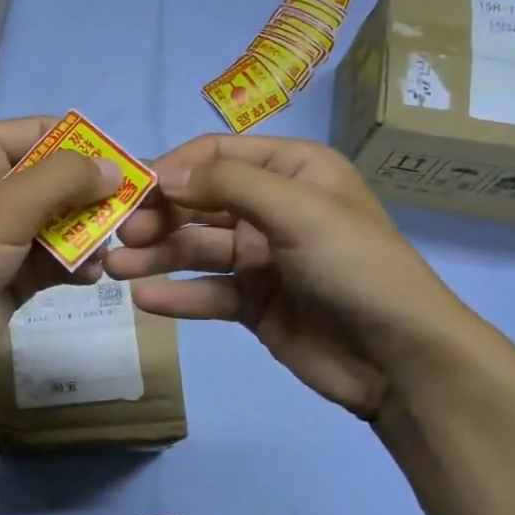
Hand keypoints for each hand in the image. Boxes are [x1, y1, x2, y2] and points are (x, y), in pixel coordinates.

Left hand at [0, 116, 121, 401]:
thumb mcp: (3, 208)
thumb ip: (63, 180)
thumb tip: (113, 168)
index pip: (41, 133)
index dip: (85, 146)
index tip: (130, 167)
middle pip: (55, 179)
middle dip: (93, 196)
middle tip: (133, 215)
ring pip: (59, 222)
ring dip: (88, 234)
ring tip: (113, 250)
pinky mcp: (9, 274)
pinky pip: (53, 260)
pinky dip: (74, 265)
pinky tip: (93, 276)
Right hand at [104, 134, 476, 418]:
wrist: (399, 358)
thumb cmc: (354, 266)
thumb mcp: (298, 210)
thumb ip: (229, 185)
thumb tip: (165, 175)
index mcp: (292, 171)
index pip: (217, 156)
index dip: (173, 169)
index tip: (133, 191)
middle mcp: (273, 208)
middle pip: (200, 202)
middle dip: (158, 216)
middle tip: (120, 236)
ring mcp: (262, 258)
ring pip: (197, 248)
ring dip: (156, 256)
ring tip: (115, 268)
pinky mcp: (254, 303)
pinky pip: (208, 292)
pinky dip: (177, 295)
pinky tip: (145, 300)